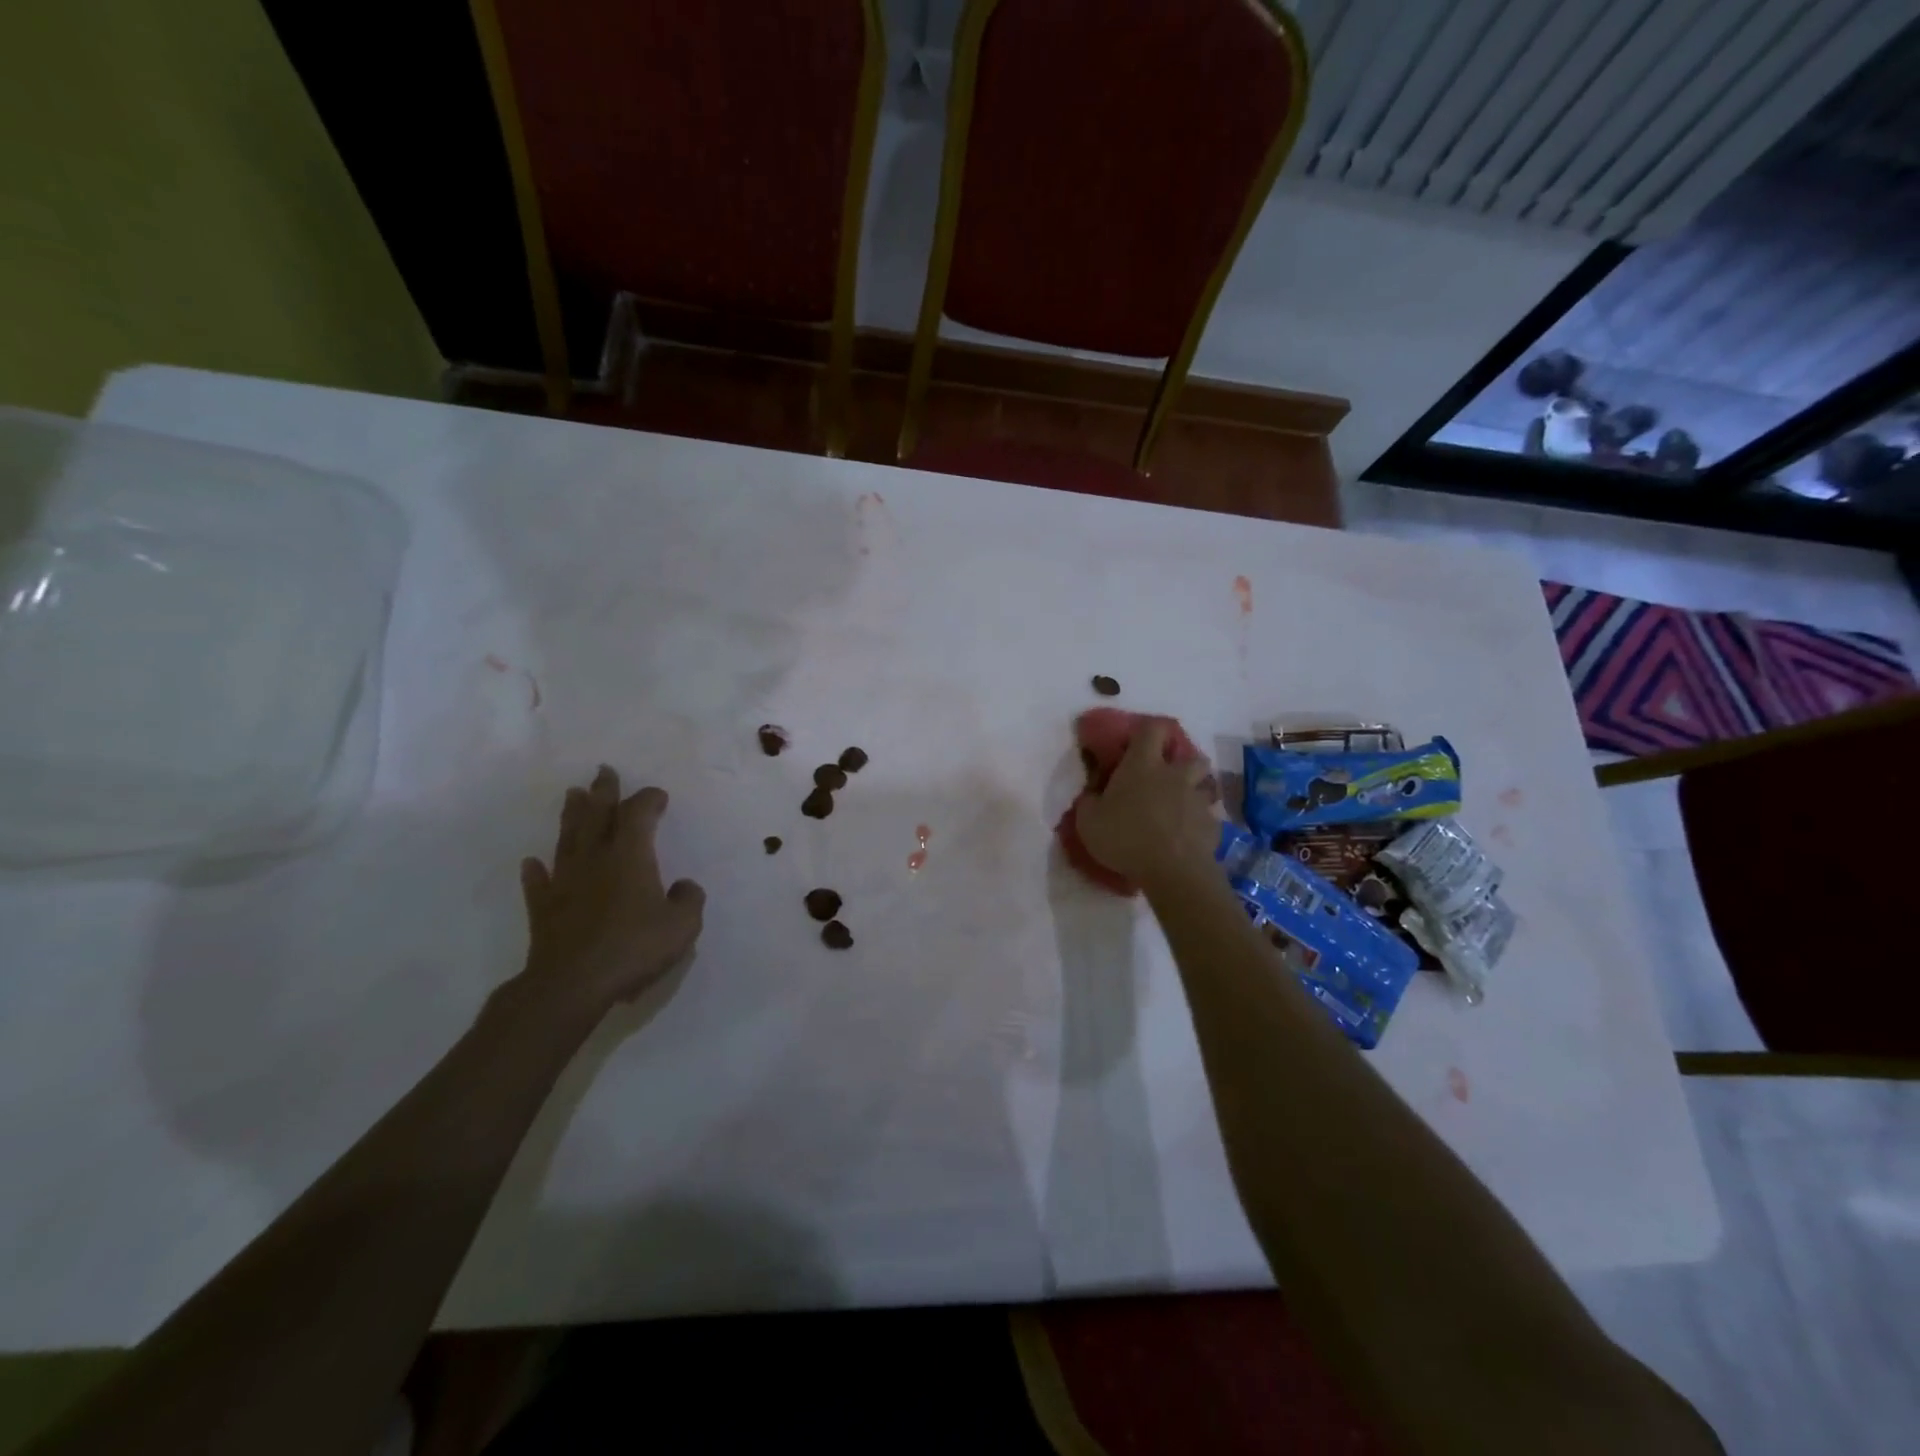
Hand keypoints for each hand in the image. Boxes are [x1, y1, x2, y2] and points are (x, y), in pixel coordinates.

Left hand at [517, 766, 705, 1017]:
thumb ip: (689, 899)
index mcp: (630, 856)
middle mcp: (595, 859)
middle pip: (597, 815)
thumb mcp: (682, 925)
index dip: (649, 799)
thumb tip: (683, 886)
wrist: (573, 984)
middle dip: (604, 792)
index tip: (658, 796)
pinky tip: (532, 862)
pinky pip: (539, 883)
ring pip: (567, 839)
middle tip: (603, 770)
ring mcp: (565, 882)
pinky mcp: (544, 909)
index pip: (639, 814)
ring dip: (572, 816)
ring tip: (572, 794)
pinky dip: (537, 871)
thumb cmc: (634, 947)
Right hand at [1073, 721, 1219, 891]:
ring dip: (1195, 791)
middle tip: (1167, 778)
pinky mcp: (1212, 825)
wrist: (1172, 871)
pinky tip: (1187, 838)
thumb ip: (1089, 801)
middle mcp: (1175, 776)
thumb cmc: (1125, 837)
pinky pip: (1208, 818)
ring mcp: (1198, 800)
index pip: (1152, 729)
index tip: (1138, 742)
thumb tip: (1092, 793)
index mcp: (1143, 766)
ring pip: (1205, 785)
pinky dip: (1199, 824)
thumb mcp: (1088, 821)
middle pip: (1192, 755)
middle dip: (1183, 762)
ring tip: (1181, 807)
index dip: (1148, 730)